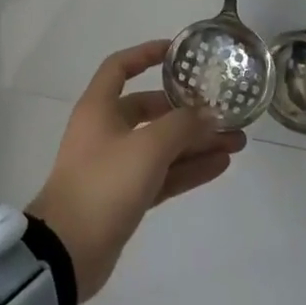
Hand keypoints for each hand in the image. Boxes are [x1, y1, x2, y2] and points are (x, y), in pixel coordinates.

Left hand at [28, 41, 246, 301]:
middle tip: (225, 113)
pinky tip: (220, 165)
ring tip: (237, 142)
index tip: (176, 53)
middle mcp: (106, 130)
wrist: (68, 251)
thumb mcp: (146, 148)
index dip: (145, 54)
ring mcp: (116, 165)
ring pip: (162, 145)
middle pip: (150, 110)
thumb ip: (181, 126)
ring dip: (196, 143)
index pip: (120, 67)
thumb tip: (207, 114)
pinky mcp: (126, 196)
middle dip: (188, 112)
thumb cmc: (103, 184)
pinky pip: (162, 174)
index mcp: (99, 107)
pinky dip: (188, 168)